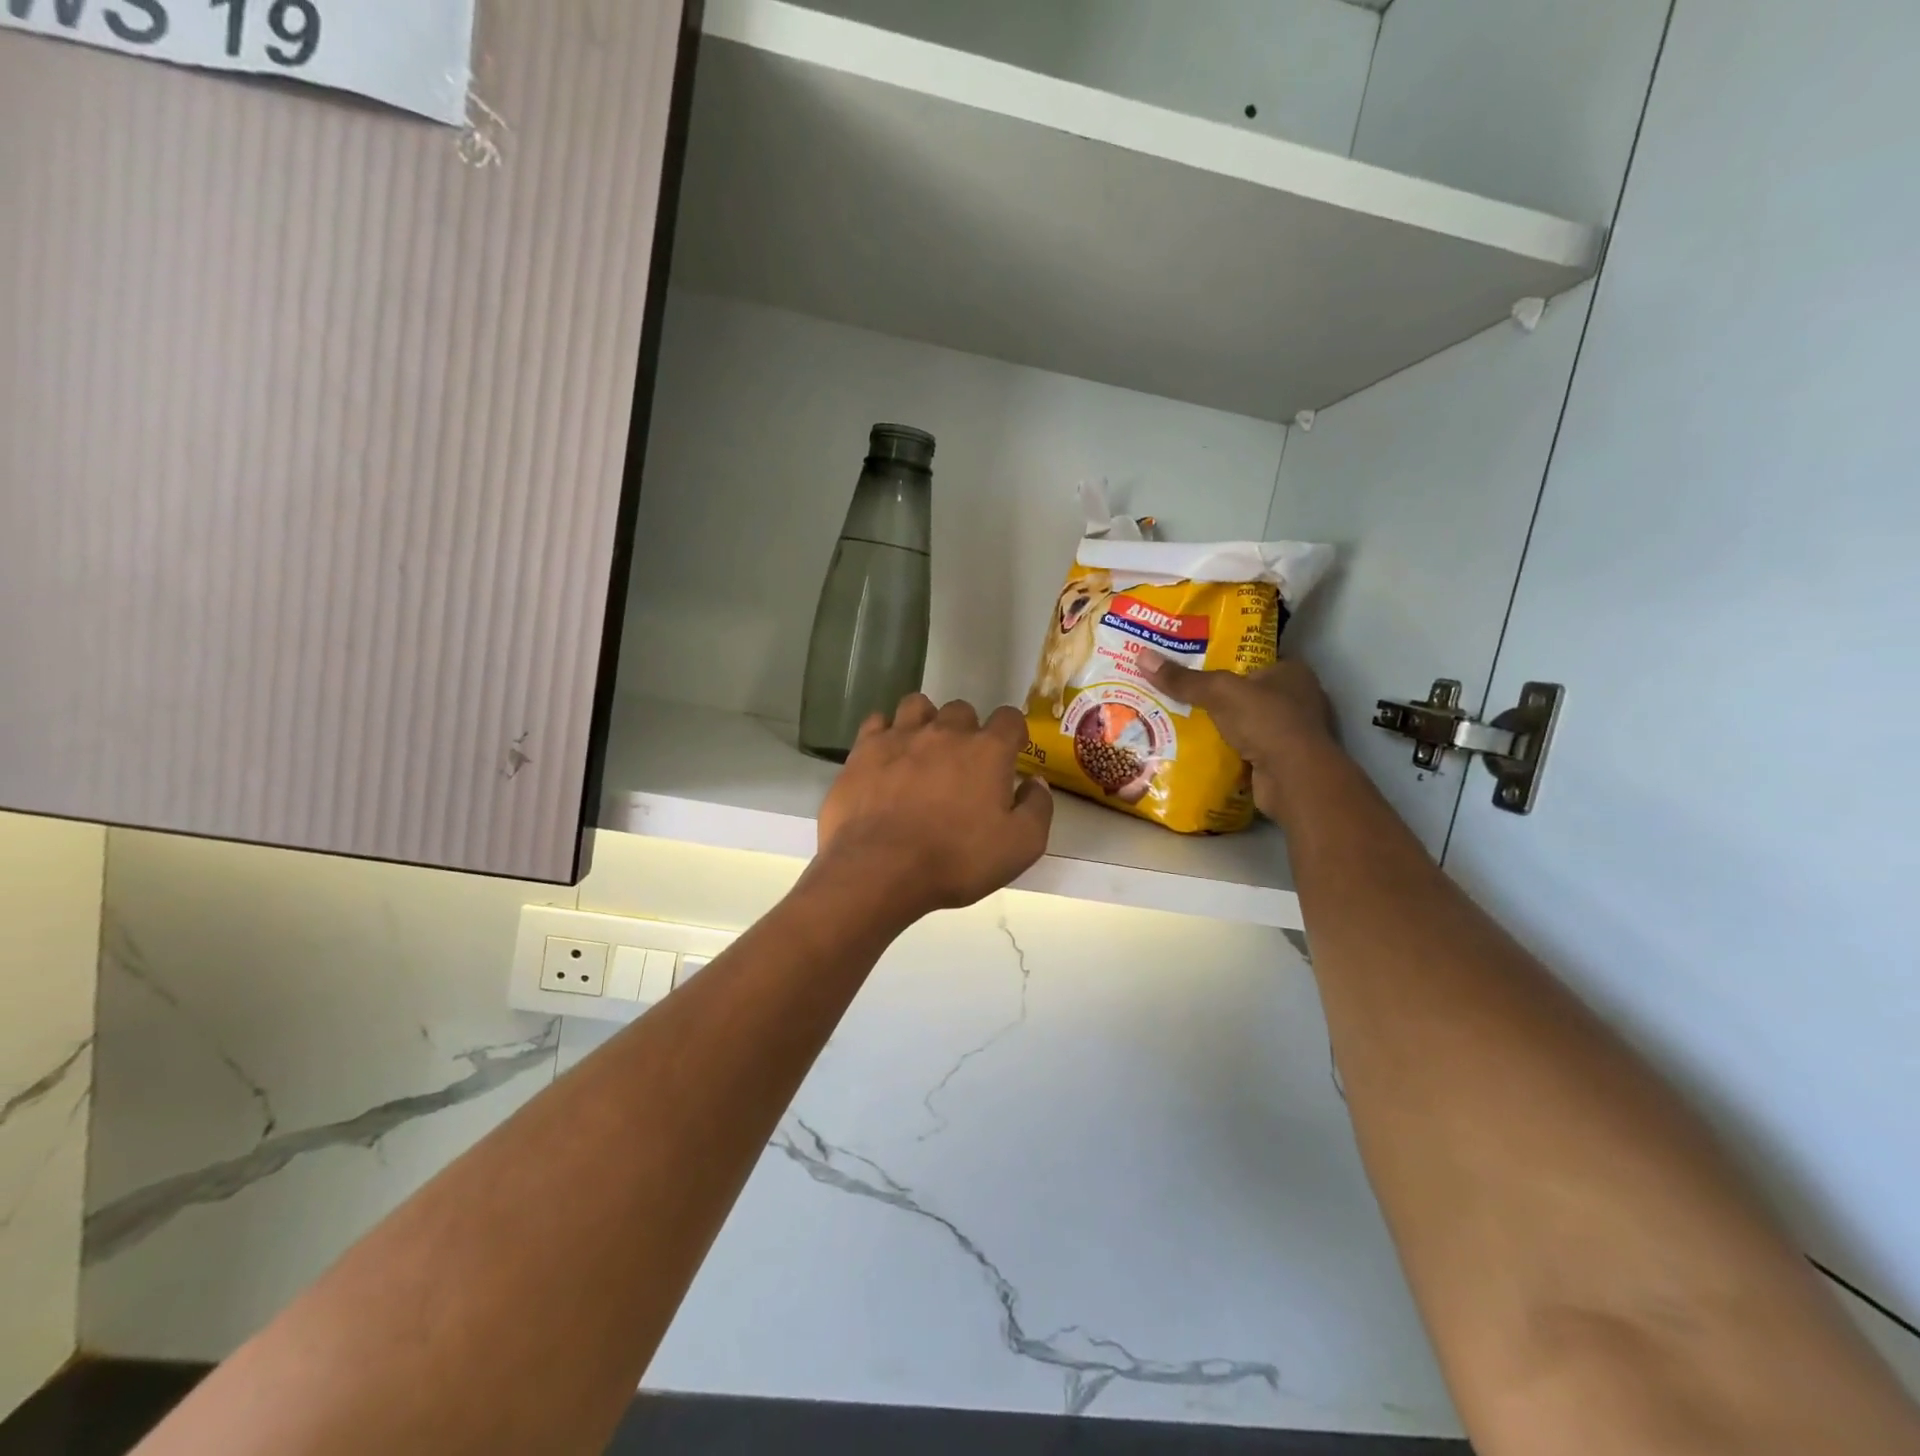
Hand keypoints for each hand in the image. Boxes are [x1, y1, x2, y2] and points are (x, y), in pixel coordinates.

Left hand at [814, 695, 1053, 923]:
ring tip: (922, 751)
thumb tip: (1035, 783)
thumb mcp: (1021, 846)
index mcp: (987, 751)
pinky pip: (877, 722)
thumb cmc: (957, 860)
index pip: (1010, 718)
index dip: (1013, 733)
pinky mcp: (864, 750)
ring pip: (918, 705)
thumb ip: (1037, 808)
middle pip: (962, 710)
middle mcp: (945, 732)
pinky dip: (885, 733)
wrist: (881, 870)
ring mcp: (900, 736)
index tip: (1010, 754)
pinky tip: (886, 756)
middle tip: (962, 764)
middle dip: (966, 730)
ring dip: (926, 721)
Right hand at [1140, 654, 1337, 825]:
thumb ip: (1184, 679)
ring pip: (1247, 723)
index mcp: (1292, 672)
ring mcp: (1293, 733)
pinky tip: (1199, 749)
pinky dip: (1227, 750)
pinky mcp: (1283, 761)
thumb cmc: (1266, 721)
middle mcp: (1298, 699)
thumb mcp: (1219, 692)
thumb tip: (1142, 657)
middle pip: (1247, 692)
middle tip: (1178, 694)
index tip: (1191, 664)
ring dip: (1221, 726)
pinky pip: (1247, 749)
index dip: (1223, 660)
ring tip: (1180, 721)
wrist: (1294, 779)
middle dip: (1217, 696)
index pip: (1253, 659)